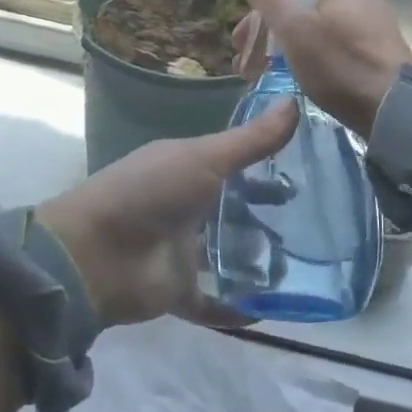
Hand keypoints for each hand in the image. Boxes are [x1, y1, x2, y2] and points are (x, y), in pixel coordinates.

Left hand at [37, 102, 298, 326]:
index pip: (232, 164)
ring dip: (258, 260)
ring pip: (226, 255)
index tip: (308, 171)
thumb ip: (251, 140)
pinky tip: (272, 310)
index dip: (266, 166)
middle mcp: (185, 207)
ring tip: (306, 264)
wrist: (96, 254)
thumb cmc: (150, 193)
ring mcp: (180, 250)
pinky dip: (236, 308)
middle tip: (315, 221)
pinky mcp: (178, 290)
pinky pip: (213, 302)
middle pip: (232, 210)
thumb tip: (296, 101)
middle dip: (267, 215)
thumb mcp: (204, 158)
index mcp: (185, 169)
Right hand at [232, 0, 411, 135]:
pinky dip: (310, 58)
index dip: (258, 12)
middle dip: (268, 35)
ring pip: (314, 30)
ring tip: (265, 75)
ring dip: (285, 49)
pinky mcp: (377, 53)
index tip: (240, 42)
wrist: (397, 111)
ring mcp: (371, 25)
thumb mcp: (296, 28)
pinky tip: (299, 77)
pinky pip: (332, 47)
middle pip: (300, 8)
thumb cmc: (340, 65)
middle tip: (247, 65)